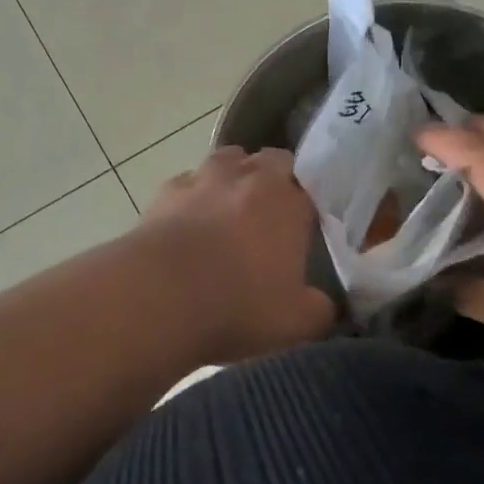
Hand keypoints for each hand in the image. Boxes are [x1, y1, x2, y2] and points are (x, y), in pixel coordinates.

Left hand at [140, 146, 336, 363]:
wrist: (157, 297)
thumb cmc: (238, 304)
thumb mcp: (296, 322)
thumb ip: (320, 310)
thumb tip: (326, 305)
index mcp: (288, 200)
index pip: (311, 187)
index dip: (309, 207)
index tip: (305, 231)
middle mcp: (249, 176)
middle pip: (270, 161)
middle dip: (274, 181)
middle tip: (271, 218)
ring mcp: (203, 178)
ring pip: (227, 161)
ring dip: (232, 179)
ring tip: (228, 213)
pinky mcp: (164, 192)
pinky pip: (187, 184)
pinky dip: (193, 198)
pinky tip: (189, 225)